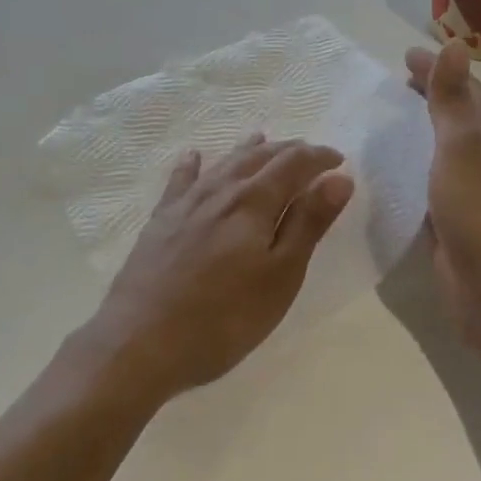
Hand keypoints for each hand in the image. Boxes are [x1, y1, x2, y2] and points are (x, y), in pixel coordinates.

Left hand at [86, 134, 354, 404]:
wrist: (140, 342)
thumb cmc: (224, 317)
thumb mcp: (280, 276)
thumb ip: (308, 223)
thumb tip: (338, 178)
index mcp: (254, 201)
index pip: (294, 163)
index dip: (319, 157)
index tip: (339, 160)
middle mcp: (220, 191)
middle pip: (259, 157)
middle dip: (288, 150)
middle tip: (310, 153)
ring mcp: (186, 204)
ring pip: (223, 163)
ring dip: (248, 150)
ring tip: (262, 138)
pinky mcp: (160, 221)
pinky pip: (181, 181)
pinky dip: (192, 164)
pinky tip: (193, 156)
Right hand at [405, 43, 480, 339]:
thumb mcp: (464, 144)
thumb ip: (453, 97)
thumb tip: (456, 44)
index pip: (468, 87)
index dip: (438, 69)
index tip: (404, 56)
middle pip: (460, 114)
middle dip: (431, 95)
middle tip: (394, 83)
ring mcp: (480, 187)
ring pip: (446, 146)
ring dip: (422, 129)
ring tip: (386, 119)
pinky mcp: (460, 215)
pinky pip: (435, 176)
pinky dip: (417, 162)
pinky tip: (392, 167)